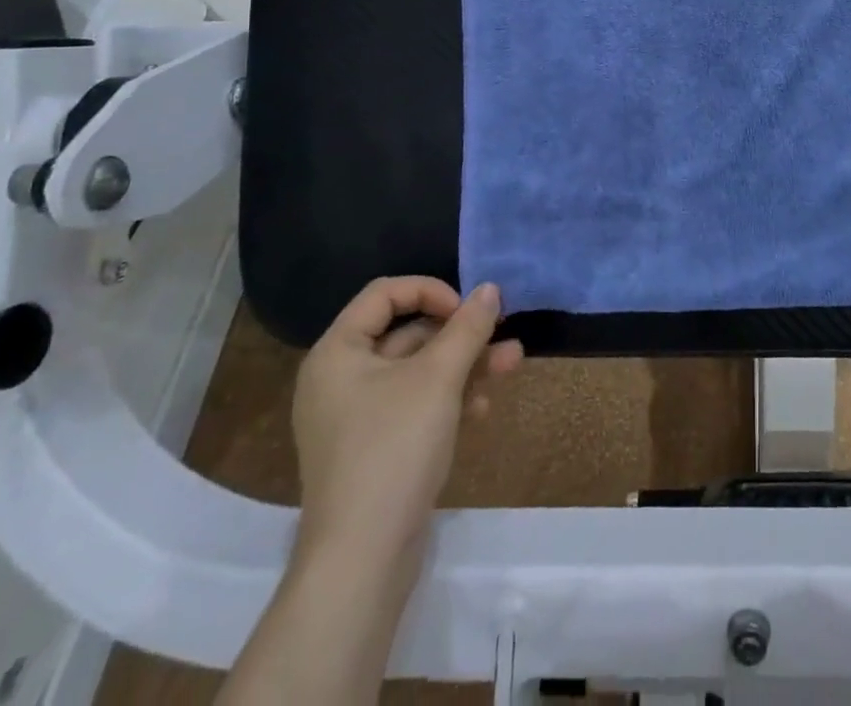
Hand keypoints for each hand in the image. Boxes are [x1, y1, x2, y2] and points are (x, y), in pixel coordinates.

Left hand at [291, 278, 522, 573]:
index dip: (430, 291)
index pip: (385, 294)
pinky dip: (449, 398)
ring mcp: (356, 417)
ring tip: (512, 363)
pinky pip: (414, 404)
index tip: (467, 310)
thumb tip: (489, 289)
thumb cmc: (394, 448)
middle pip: (407, 332)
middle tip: (502, 332)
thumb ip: (467, 327)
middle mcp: (340, 379)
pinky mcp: (374, 448)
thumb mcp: (438, 378)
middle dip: (460, 333)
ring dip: (464, 364)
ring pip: (417, 371)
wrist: (362, 560)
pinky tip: (482, 407)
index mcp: (338, 353)